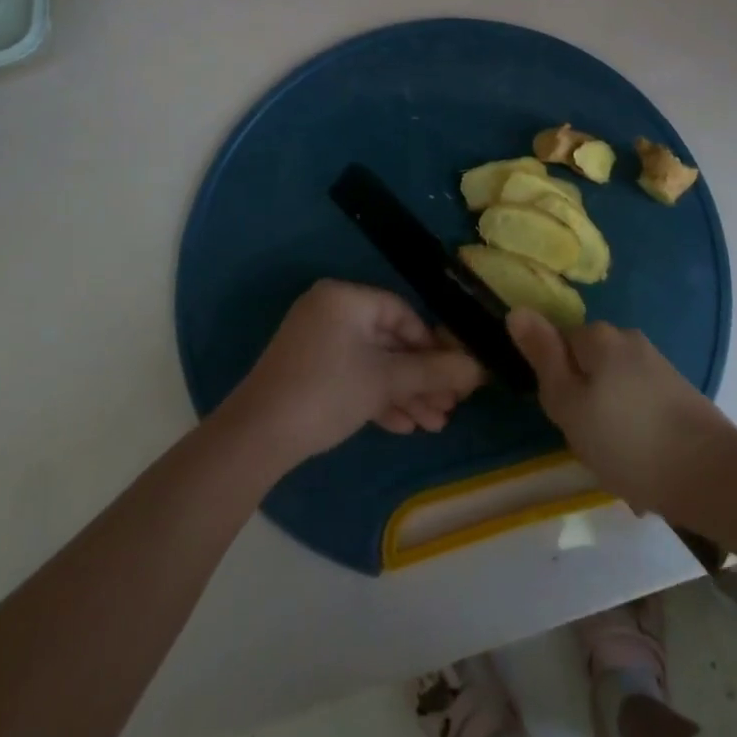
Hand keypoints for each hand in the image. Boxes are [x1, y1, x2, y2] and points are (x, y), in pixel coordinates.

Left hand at [227, 281, 486, 466]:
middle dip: (421, 377)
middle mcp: (331, 311)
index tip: (455, 373)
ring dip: (404, 392)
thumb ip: (433, 372)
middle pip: (390, 341)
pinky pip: (353, 376)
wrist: (257, 438)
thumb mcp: (385, 381)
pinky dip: (378, 397)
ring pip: (373, 363)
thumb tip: (479, 368)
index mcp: (345, 298)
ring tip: (434, 424)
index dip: (432, 344)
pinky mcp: (310, 372)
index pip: (401, 312)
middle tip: (449, 407)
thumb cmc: (327, 393)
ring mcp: (317, 342)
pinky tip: (404, 426)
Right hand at [506, 310, 736, 517]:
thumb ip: (543, 356)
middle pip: (588, 365)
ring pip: (614, 388)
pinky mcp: (679, 390)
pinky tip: (643, 463)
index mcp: (599, 336)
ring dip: (610, 420)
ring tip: (618, 462)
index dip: (557, 384)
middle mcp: (629, 339)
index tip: (567, 418)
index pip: (559, 345)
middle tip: (590, 443)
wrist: (713, 475)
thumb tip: (517, 309)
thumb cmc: (627, 441)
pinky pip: (640, 404)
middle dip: (584, 401)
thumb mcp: (569, 404)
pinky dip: (635, 429)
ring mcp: (658, 364)